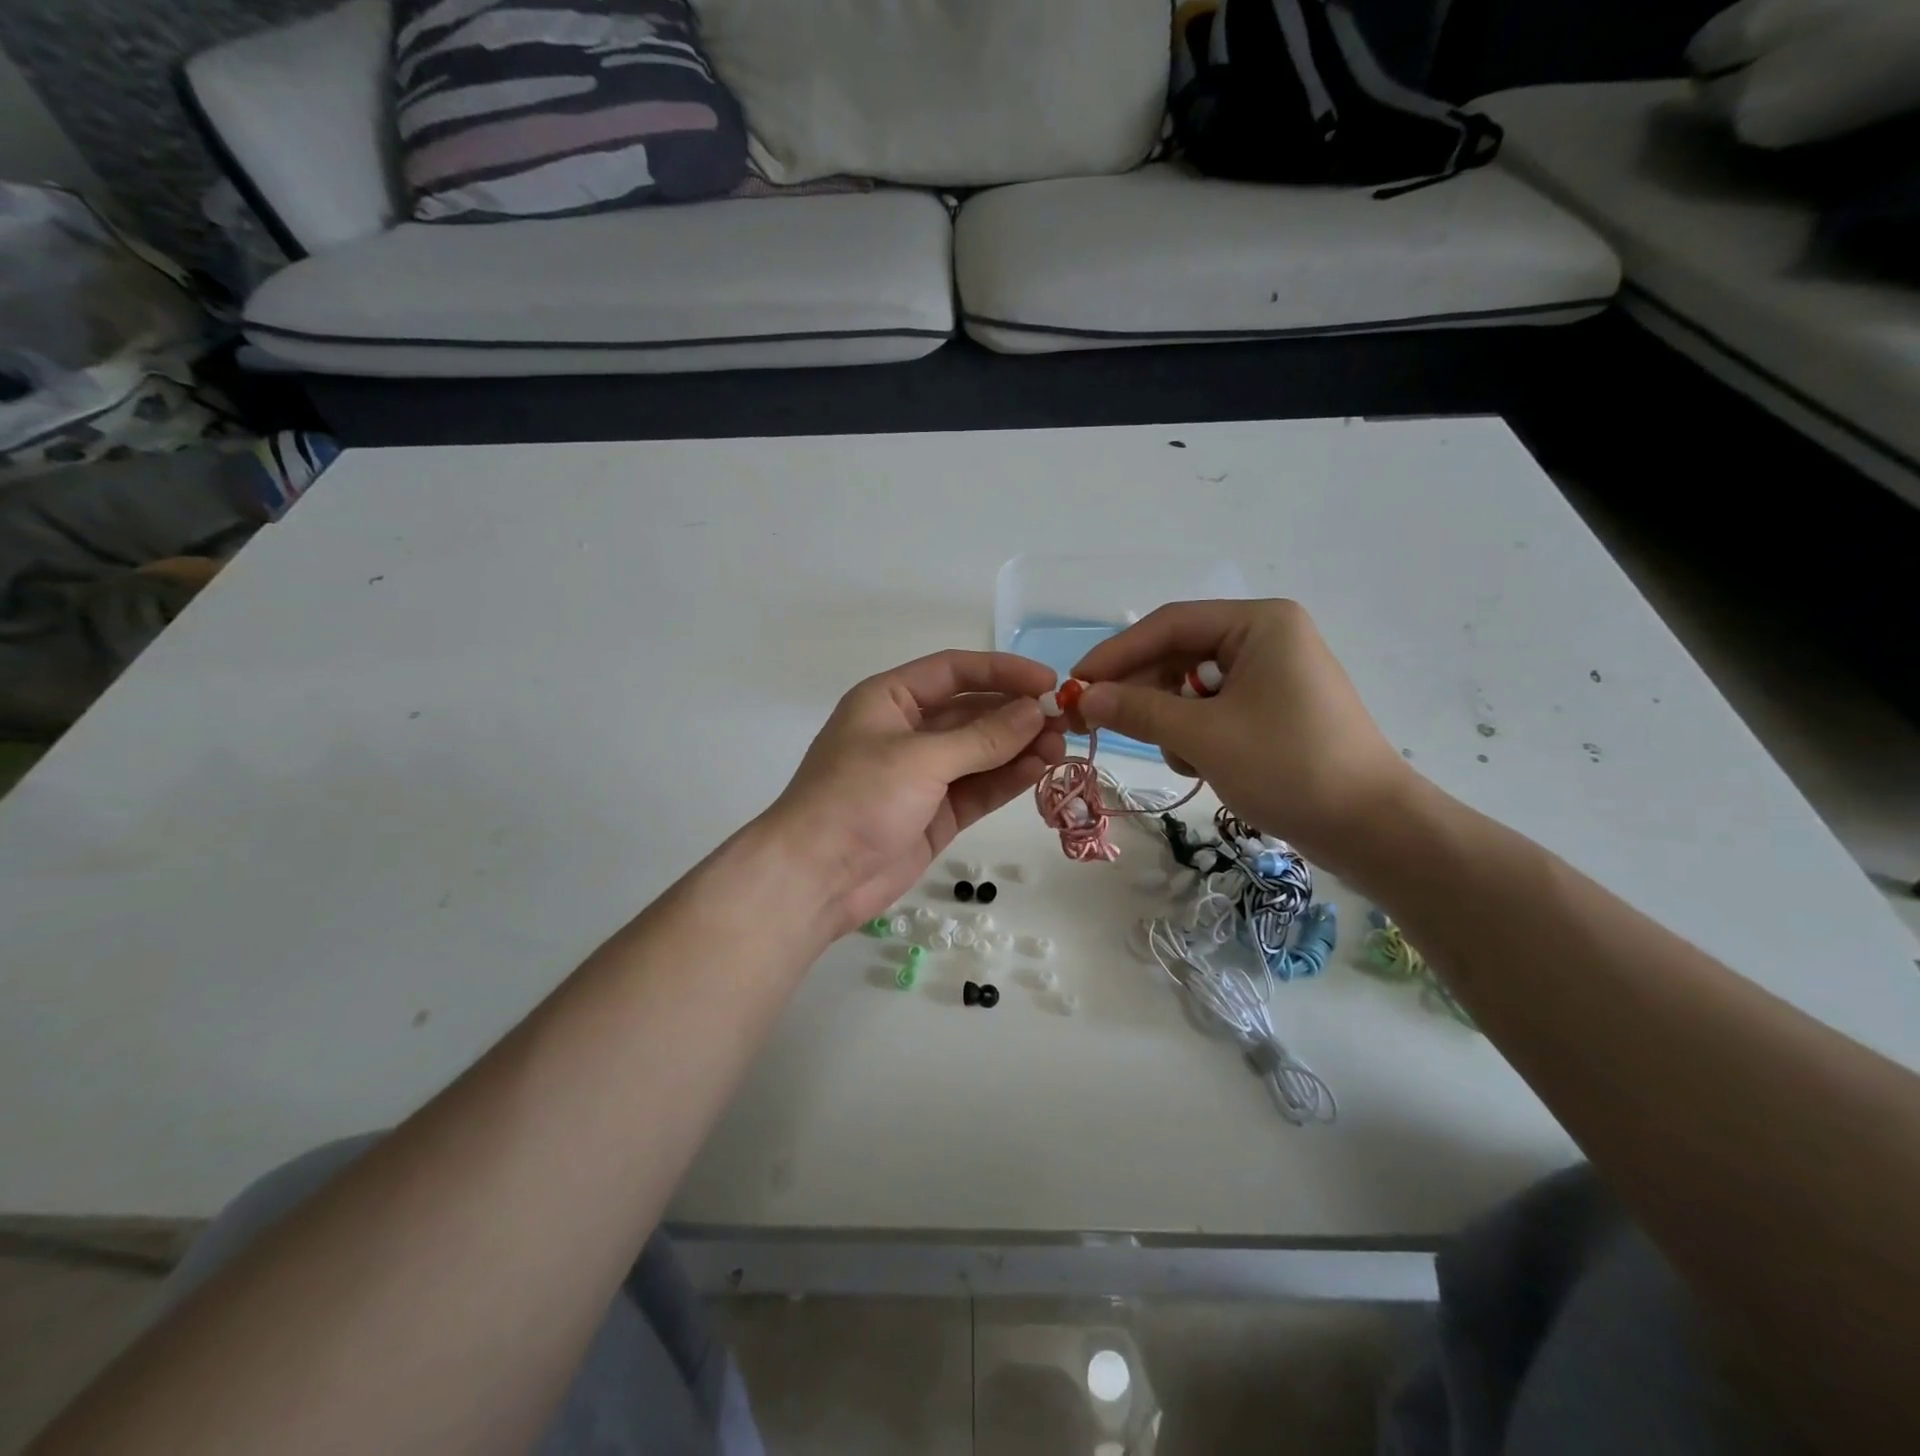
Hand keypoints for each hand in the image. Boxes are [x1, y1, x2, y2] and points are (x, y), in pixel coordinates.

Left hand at [763, 651, 1064, 932]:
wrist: (816, 877)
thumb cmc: (857, 798)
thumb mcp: (920, 759)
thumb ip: (983, 737)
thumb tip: (1036, 711)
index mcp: (891, 699)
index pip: (954, 671)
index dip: (1002, 670)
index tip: (1048, 680)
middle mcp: (908, 731)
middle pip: (972, 711)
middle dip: (1017, 714)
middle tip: (1065, 721)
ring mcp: (923, 775)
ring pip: (981, 752)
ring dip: (1019, 747)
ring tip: (1061, 748)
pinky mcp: (936, 813)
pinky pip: (979, 787)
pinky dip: (1008, 779)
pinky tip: (1040, 771)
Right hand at [1072, 600, 1412, 868]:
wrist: (1371, 828)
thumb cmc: (1288, 767)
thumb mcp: (1203, 736)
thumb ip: (1139, 710)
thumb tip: (1084, 697)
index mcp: (1259, 623)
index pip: (1169, 625)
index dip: (1115, 654)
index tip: (1074, 684)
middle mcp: (1266, 638)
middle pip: (1179, 654)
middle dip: (1141, 691)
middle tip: (1095, 722)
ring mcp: (1273, 675)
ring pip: (1192, 686)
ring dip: (1170, 720)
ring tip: (1178, 758)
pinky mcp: (1274, 709)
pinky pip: (1214, 709)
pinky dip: (1195, 734)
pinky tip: (1200, 765)